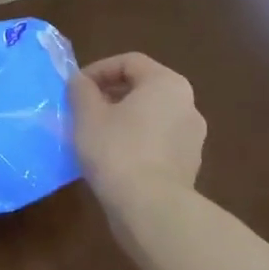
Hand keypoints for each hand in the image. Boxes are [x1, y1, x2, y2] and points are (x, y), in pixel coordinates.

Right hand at [68, 53, 206, 208]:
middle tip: (82, 111)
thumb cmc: (117, 150)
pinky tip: (114, 159)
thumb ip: (81, 90)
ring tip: (95, 136)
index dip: (97, 70)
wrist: (151, 207)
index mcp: (166, 84)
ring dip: (123, 119)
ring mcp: (192, 136)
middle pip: (143, 87)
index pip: (129, 62)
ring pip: (151, 116)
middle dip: (110, 95)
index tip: (75, 89)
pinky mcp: (188, 164)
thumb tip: (80, 81)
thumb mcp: (87, 115)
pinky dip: (136, 141)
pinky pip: (157, 141)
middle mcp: (187, 104)